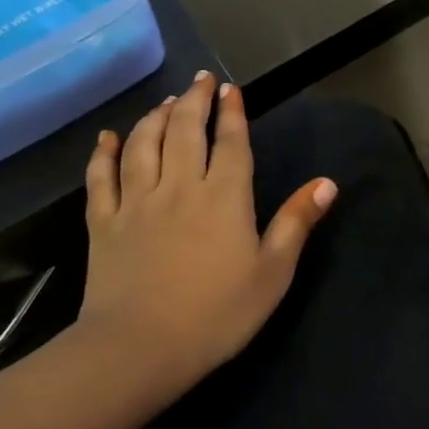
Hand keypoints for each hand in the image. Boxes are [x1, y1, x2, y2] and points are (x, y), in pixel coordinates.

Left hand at [77, 72, 335, 389]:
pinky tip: (107, 137)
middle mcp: (179, 186)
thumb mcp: (272, 273)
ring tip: (165, 101)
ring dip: (155, 117)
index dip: (231, 112)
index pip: (230, 142)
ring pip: (143, 144)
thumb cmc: (217, 314)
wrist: (140, 348)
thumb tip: (327, 183)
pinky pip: (101, 177)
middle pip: (184, 131)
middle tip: (199, 80)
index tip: (229, 89)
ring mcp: (137, 202)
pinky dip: (104, 153)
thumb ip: (296, 223)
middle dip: (193, 101)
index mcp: (224, 197)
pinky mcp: (104, 223)